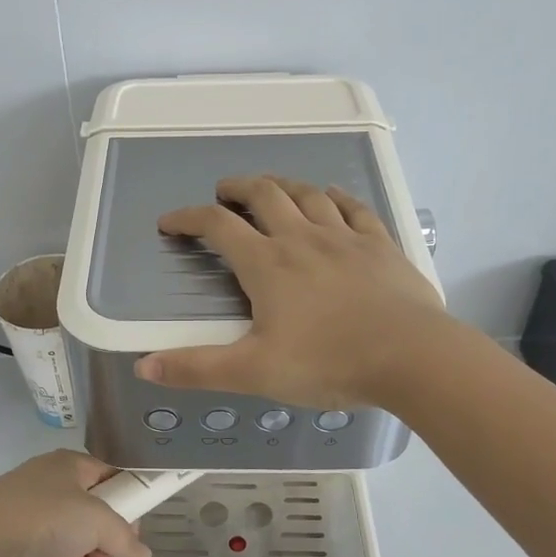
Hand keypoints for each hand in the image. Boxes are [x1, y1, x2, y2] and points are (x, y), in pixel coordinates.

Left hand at [0, 450, 151, 556]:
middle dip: (100, 543)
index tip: (132, 533)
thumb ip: (125, 538)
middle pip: (91, 513)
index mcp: (71, 464)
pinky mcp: (11, 533)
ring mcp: (28, 507)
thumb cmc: (45, 516)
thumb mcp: (96, 522)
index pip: (111, 478)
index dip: (127, 504)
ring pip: (69, 536)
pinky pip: (44, 551)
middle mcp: (51, 481)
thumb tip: (144, 555)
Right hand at [134, 174, 451, 408]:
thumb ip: (197, 368)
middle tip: (223, 191)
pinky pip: (354, 208)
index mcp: (267, 264)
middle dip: (238, 188)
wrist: (413, 357)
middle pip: (264, 195)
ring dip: (283, 185)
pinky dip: (336, 197)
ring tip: (270, 188)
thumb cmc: (329, 363)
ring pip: (308, 194)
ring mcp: (345, 237)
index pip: (218, 227)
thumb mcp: (253, 372)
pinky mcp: (380, 245)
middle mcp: (302, 239)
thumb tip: (142, 367)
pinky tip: (332, 197)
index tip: (169, 223)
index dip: (188, 219)